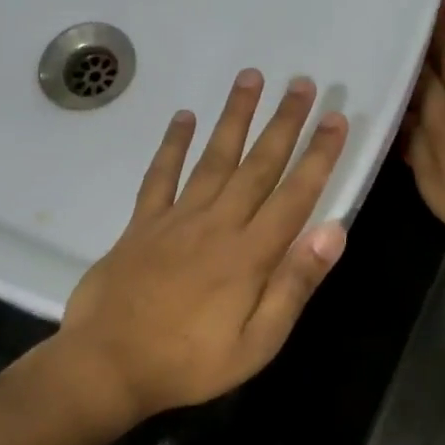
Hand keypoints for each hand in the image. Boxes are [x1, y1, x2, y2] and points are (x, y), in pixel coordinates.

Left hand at [55, 70, 349, 422]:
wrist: (107, 366)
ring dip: (234, 117)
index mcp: (250, 254)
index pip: (295, 195)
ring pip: (213, 158)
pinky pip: (160, 175)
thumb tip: (332, 232)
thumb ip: (294, 285)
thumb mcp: (257, 343)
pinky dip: (172, 145)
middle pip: (258, 165)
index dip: (319, 156)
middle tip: (303, 83)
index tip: (336, 119)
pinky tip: (182, 117)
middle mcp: (217, 224)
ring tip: (251, 78)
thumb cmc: (189, 363)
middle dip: (284, 123)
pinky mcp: (141, 225)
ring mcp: (176, 220)